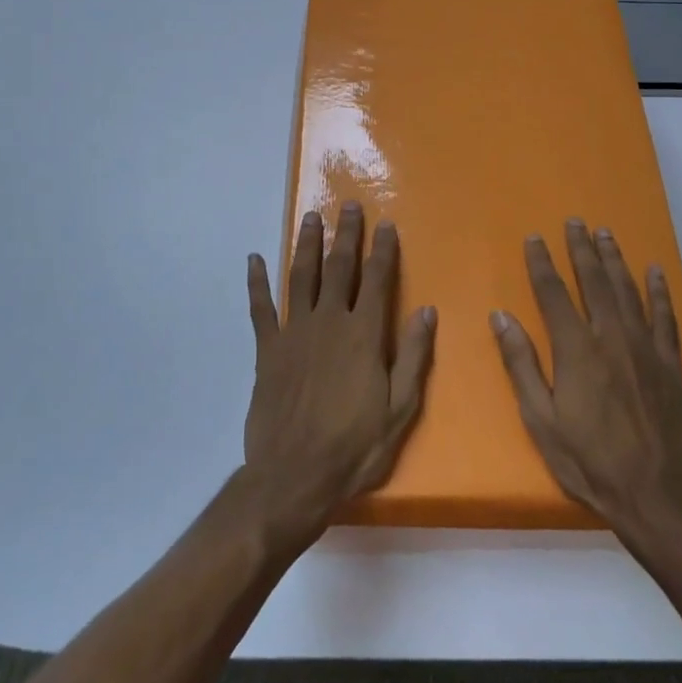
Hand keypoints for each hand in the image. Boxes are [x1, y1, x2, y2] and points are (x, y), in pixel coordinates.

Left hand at [241, 202, 436, 545]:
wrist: (293, 477)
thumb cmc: (354, 448)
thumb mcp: (400, 410)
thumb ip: (414, 357)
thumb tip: (427, 310)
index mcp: (363, 335)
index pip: (377, 280)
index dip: (383, 250)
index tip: (386, 224)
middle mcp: (329, 322)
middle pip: (339, 268)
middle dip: (345, 234)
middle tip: (348, 205)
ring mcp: (294, 333)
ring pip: (301, 277)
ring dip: (307, 244)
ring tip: (311, 217)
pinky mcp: (267, 350)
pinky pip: (261, 308)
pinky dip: (257, 283)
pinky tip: (255, 259)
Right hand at [490, 219, 681, 541]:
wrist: (659, 496)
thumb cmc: (590, 462)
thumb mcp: (541, 421)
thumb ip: (521, 365)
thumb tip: (500, 317)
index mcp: (576, 349)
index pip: (553, 293)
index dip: (542, 263)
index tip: (535, 238)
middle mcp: (611, 336)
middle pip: (593, 281)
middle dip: (581, 249)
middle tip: (575, 221)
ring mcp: (645, 347)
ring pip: (628, 290)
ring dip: (614, 259)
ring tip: (605, 234)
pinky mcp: (671, 363)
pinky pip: (665, 316)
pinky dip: (659, 291)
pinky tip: (655, 272)